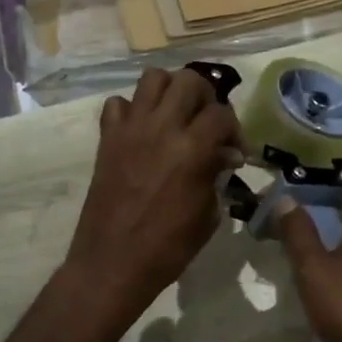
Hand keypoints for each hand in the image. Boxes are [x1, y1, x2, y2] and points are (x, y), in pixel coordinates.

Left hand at [62, 67, 243, 323]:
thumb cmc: (168, 248)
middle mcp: (161, 128)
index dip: (235, 129)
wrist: (113, 263)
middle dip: (206, 97)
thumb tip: (224, 156)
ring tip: (176, 115)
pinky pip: (117, 104)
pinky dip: (132, 110)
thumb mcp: (207, 214)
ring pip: (153, 78)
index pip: (222, 114)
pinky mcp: (107, 139)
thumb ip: (216, 175)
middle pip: (189, 80)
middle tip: (207, 123)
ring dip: (170, 91)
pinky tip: (141, 131)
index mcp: (192, 149)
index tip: (235, 152)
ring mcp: (130, 129)